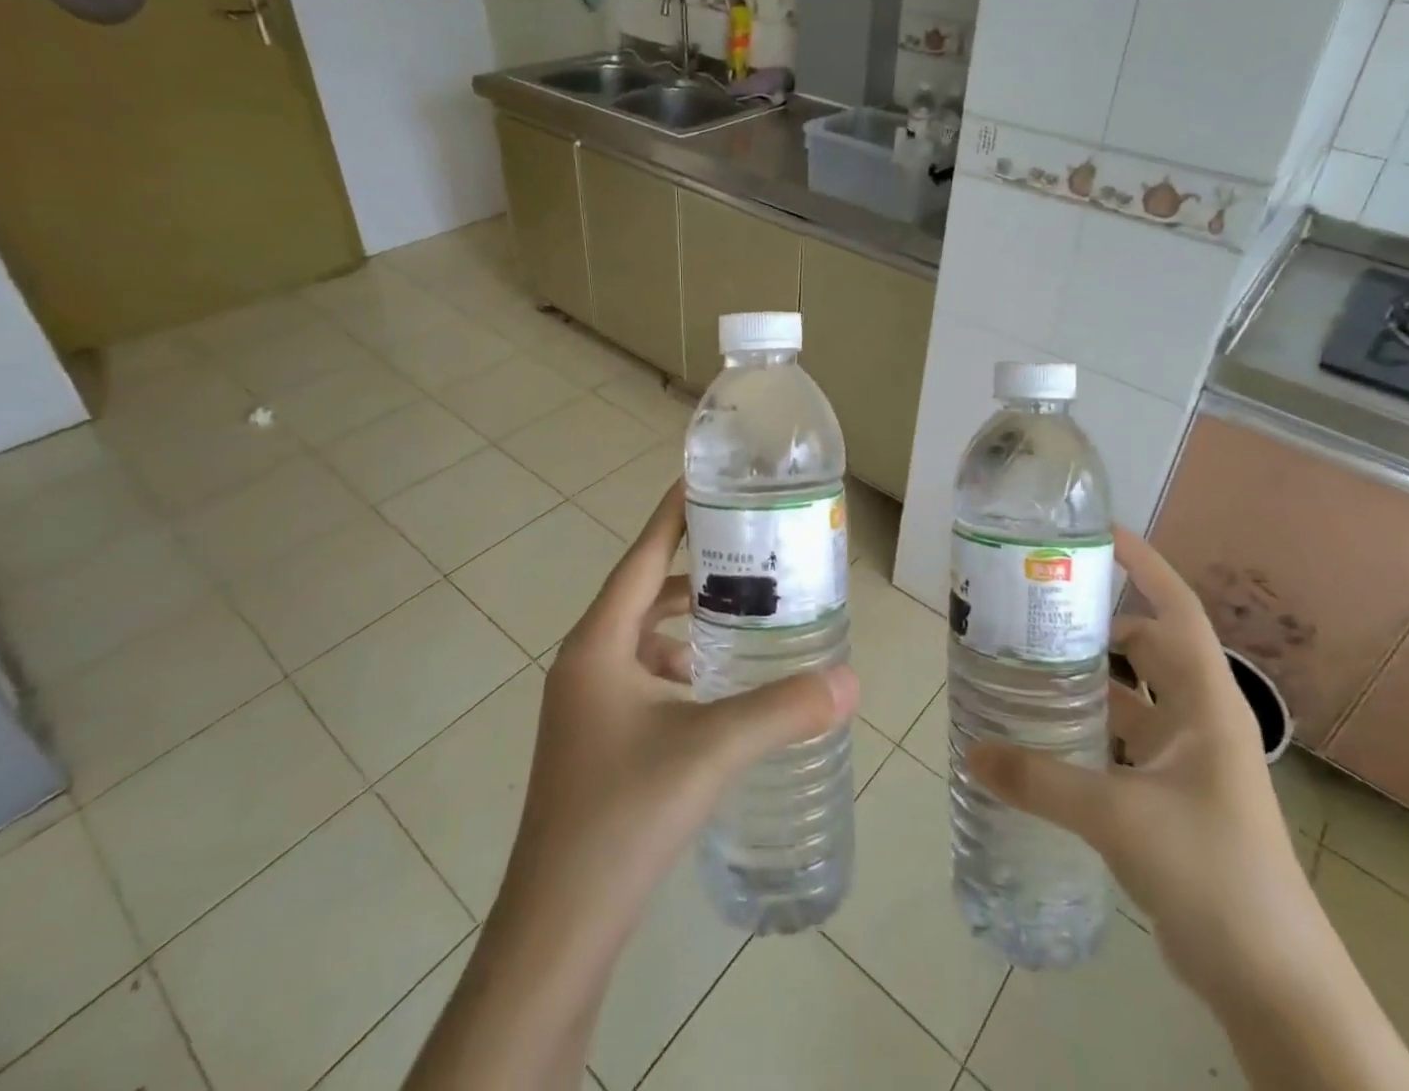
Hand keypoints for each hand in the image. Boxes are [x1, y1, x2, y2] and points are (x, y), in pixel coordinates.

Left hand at [502, 478, 859, 963]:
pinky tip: (717, 688)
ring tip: (744, 616)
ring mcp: (585, 706)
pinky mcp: (594, 742)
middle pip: (644, 594)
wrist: (558, 928)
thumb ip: (783, 710)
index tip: (704, 480)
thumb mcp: (711, 750)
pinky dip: (679, 668)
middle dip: (694, 571)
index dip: (672, 516)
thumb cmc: (623, 815)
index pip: (642, 558)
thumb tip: (851, 681)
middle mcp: (584, 664)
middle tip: (750, 553)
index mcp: (598, 645)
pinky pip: (641, 678)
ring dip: (688, 624)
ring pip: (644, 641)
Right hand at [967, 526, 1311, 998]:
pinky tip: (1046, 736)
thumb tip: (972, 752)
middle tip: (1037, 608)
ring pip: (1133, 698)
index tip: (1098, 533)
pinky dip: (1090, 730)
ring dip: (1090, 680)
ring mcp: (1190, 760)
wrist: (1273, 982)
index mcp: (1205, 702)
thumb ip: (1040, 781)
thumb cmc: (1212, 874)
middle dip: (1098, 622)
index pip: (1176, 609)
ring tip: (1028, 665)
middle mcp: (1200, 719)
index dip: (1144, 565)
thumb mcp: (1118, 817)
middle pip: (1147, 647)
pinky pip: (1125, 742)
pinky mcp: (1174, 797)